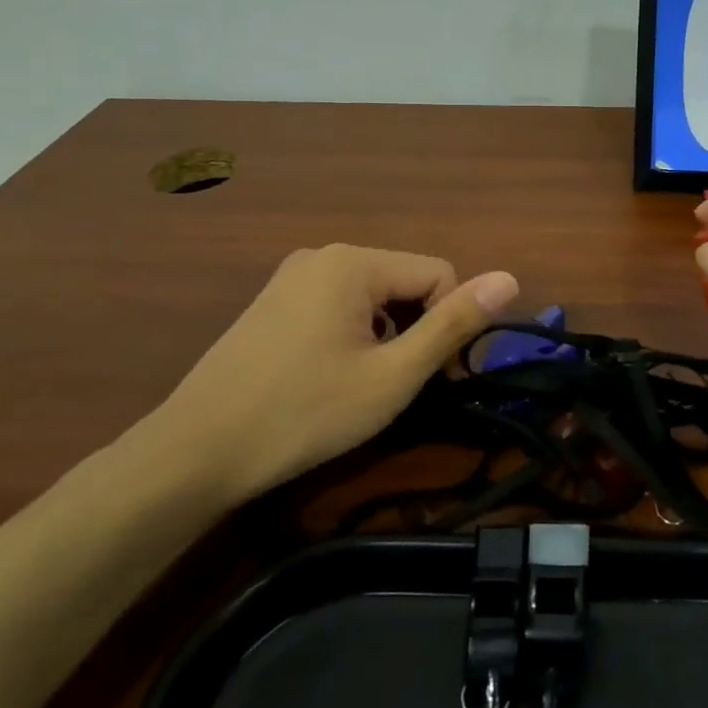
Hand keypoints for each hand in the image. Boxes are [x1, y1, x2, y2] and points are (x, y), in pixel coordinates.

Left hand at [153, 245, 519, 504]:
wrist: (197, 451)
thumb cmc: (306, 413)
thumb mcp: (394, 375)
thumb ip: (454, 325)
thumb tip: (510, 278)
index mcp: (353, 262)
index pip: (439, 274)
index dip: (447, 326)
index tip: (431, 379)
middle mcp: (323, 256)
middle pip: (405, 282)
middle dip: (415, 329)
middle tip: (395, 386)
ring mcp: (292, 277)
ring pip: (373, 297)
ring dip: (385, 336)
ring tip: (361, 386)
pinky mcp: (273, 302)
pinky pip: (338, 306)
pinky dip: (353, 336)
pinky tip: (329, 377)